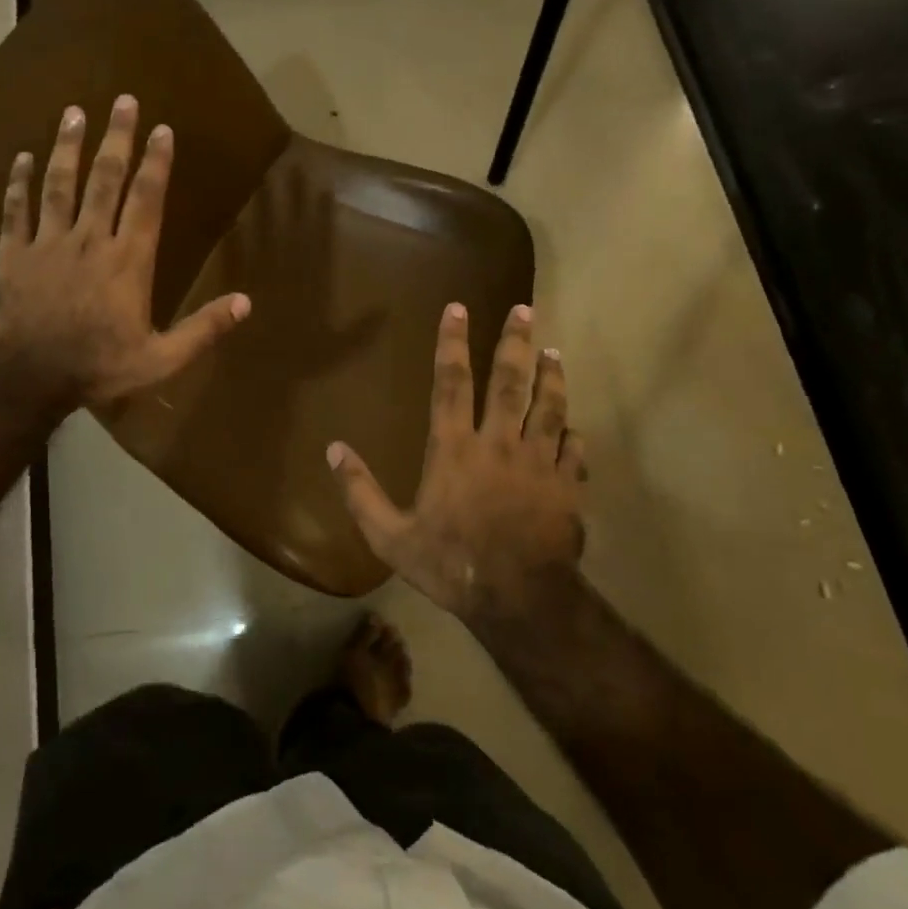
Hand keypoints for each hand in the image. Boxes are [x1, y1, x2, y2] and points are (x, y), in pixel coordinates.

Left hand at [0, 95, 250, 406]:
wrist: (28, 378)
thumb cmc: (99, 367)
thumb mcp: (161, 358)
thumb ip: (203, 329)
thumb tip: (246, 303)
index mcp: (128, 261)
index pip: (146, 200)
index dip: (156, 162)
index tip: (162, 130)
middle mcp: (90, 240)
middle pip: (105, 179)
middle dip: (117, 137)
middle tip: (123, 100)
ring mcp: (48, 243)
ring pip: (60, 184)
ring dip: (68, 146)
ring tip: (74, 112)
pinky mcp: (13, 253)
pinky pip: (16, 210)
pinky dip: (18, 182)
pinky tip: (22, 156)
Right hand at [327, 303, 585, 622]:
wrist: (518, 600)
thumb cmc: (449, 564)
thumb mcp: (389, 536)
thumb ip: (360, 491)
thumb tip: (333, 449)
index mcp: (453, 448)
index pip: (451, 382)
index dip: (452, 342)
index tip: (458, 308)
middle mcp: (498, 443)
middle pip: (509, 381)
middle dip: (514, 341)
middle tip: (525, 309)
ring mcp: (538, 462)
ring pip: (549, 406)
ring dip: (551, 376)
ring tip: (554, 352)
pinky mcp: (566, 485)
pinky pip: (573, 449)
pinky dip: (572, 434)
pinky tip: (574, 426)